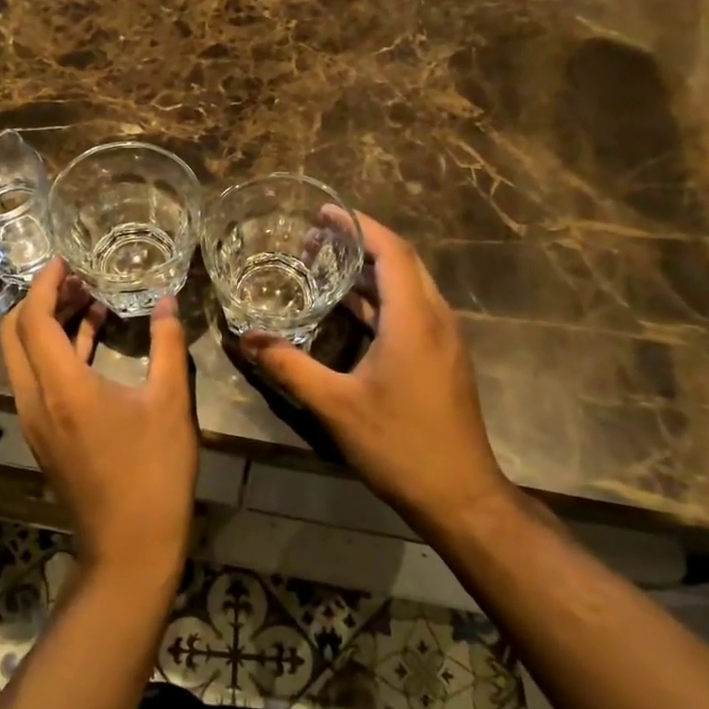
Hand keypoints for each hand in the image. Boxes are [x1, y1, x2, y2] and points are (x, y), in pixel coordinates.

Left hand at [0, 258, 199, 583]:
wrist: (130, 545)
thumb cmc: (154, 471)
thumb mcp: (170, 401)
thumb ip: (167, 343)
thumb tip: (168, 301)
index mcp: (61, 386)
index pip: (33, 318)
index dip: (46, 283)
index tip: (66, 261)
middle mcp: (35, 399)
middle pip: (15, 334)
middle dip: (41, 300)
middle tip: (79, 280)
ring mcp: (34, 420)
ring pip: (23, 357)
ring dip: (48, 324)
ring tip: (90, 301)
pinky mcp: (43, 434)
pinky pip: (37, 378)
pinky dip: (55, 352)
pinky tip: (91, 339)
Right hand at [239, 211, 511, 531]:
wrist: (460, 495)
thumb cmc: (399, 444)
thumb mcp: (335, 405)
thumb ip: (289, 366)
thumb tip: (247, 339)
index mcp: (414, 319)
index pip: (391, 250)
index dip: (358, 225)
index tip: (324, 212)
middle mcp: (435, 318)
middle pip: (402, 261)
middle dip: (361, 242)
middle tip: (317, 236)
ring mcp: (444, 339)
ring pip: (408, 286)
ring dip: (371, 270)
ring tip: (327, 263)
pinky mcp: (443, 357)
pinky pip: (411, 309)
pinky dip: (381, 298)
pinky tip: (351, 309)